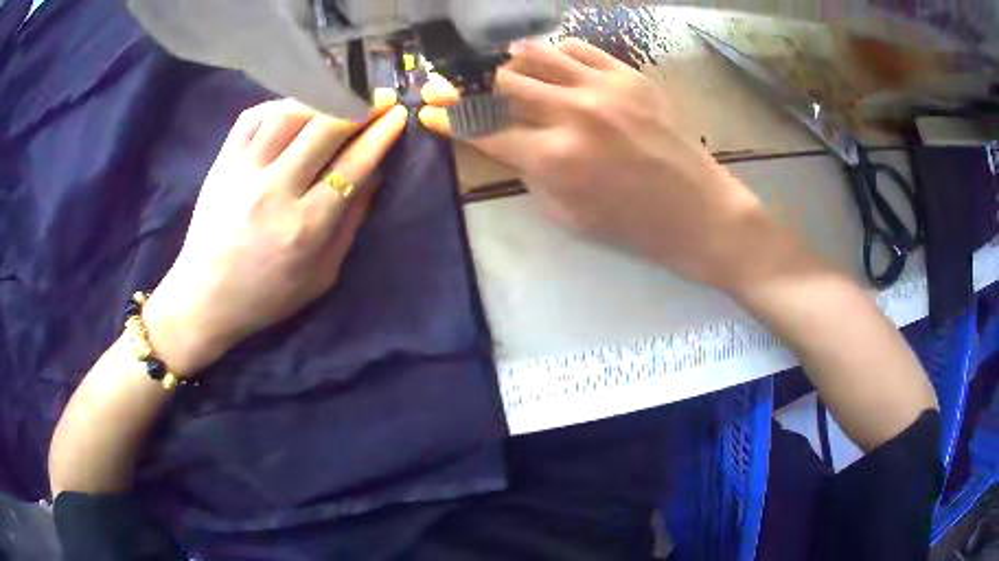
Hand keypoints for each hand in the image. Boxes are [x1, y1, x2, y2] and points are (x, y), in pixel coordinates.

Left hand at [143, 93, 408, 374]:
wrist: (204, 299)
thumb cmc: (266, 296)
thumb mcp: (321, 276)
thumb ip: (350, 225)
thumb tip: (373, 176)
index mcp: (304, 227)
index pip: (351, 166)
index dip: (380, 134)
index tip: (399, 114)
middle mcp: (274, 192)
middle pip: (323, 129)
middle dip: (359, 105)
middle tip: (378, 97)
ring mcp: (243, 172)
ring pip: (287, 114)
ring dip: (321, 98)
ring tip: (337, 98)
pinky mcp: (221, 163)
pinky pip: (252, 117)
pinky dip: (278, 105)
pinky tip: (293, 109)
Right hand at [420, 40, 806, 292]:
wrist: (699, 211)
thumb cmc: (633, 226)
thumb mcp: (567, 216)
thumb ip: (529, 174)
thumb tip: (506, 142)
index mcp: (552, 159)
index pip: (483, 130)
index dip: (451, 120)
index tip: (433, 111)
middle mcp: (570, 114)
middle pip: (503, 83)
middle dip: (481, 89)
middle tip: (477, 93)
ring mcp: (602, 89)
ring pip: (536, 55)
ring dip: (515, 64)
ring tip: (513, 72)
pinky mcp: (629, 77)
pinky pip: (578, 49)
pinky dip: (557, 53)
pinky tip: (555, 64)